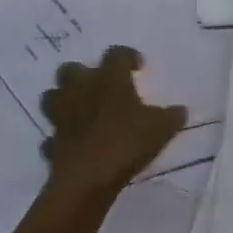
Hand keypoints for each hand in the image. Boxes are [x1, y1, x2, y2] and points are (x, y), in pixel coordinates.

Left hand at [40, 46, 188, 203]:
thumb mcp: (161, 128)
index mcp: (109, 79)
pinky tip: (74, 143)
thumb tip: (181, 110)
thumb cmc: (127, 142)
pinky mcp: (52, 140)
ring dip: (65, 99)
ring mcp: (61, 115)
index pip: (116, 54)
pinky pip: (53, 134)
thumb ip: (171, 116)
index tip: (137, 66)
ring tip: (82, 110)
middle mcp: (81, 89)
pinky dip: (61, 136)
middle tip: (101, 86)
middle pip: (72, 69)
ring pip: (53, 96)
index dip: (127, 56)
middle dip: (84, 74)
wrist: (88, 177)